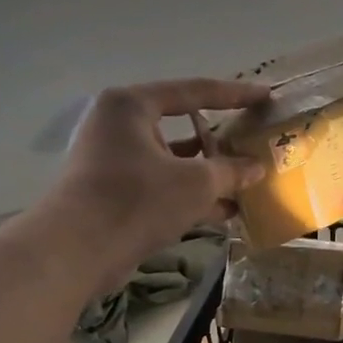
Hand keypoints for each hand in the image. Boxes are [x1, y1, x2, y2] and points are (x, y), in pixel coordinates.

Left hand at [47, 78, 267, 288]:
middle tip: (254, 137)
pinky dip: (190, 195)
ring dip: (209, 172)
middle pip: (181, 125)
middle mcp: (119, 126)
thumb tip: (257, 168)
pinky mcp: (115, 193)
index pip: (193, 91)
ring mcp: (114, 161)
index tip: (266, 96)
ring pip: (173, 160)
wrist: (76, 251)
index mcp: (132, 106)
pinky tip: (226, 211)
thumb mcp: (196, 183)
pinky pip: (162, 185)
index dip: (235, 94)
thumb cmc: (137, 200)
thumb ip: (231, 171)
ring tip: (247, 179)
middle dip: (220, 139)